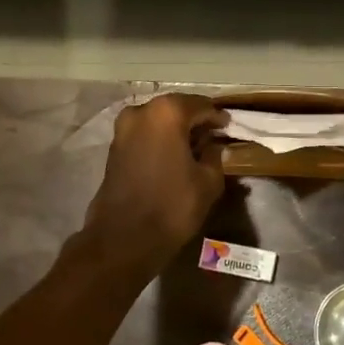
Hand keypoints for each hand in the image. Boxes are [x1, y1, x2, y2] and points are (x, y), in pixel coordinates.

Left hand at [82, 94, 228, 264]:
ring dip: (176, 130)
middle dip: (195, 120)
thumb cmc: (172, 206)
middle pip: (176, 108)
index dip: (218, 117)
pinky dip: (160, 139)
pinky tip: (174, 155)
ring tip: (195, 147)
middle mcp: (142, 111)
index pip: (201, 106)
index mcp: (168, 113)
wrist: (123, 238)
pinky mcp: (113, 147)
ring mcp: (123, 128)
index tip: (229, 126)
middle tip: (213, 135)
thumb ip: (215, 156)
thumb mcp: (208, 182)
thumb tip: (214, 146)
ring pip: (158, 121)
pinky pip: (144, 134)